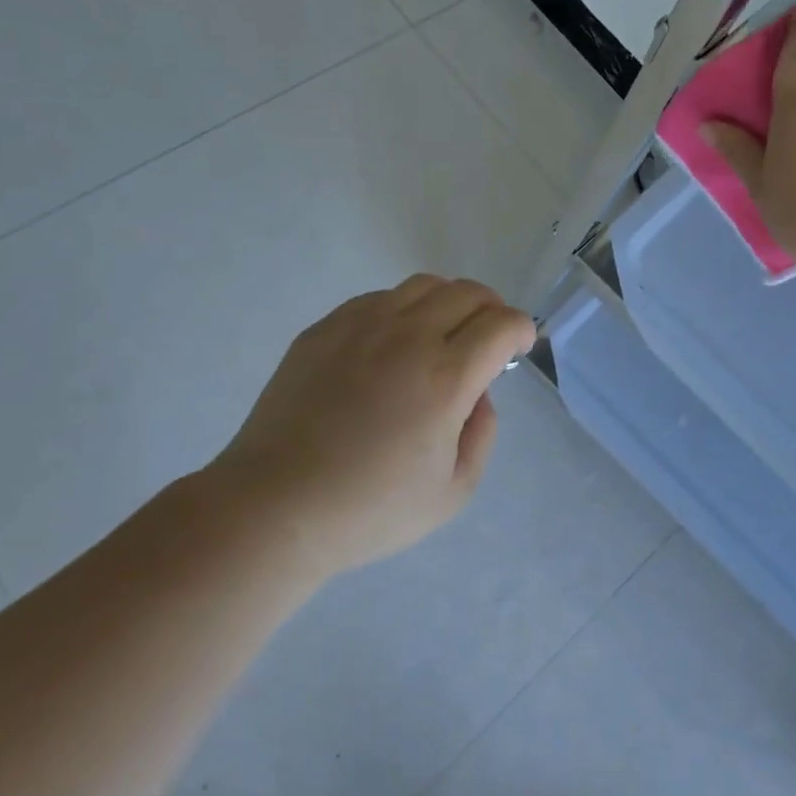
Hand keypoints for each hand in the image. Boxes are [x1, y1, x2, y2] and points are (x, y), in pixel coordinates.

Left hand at [206, 275, 534, 579]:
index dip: (521, 329)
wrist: (275, 506)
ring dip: (448, 302)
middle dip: (492, 309)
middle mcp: (407, 338)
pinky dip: (402, 310)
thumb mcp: (452, 493)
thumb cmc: (369, 510)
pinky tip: (392, 344)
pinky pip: (378, 299)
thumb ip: (482, 434)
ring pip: (423, 285)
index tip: (518, 347)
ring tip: (442, 334)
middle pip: (467, 293)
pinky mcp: (324, 329)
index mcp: (445, 378)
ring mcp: (360, 327)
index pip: (501, 324)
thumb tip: (478, 393)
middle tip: (487, 339)